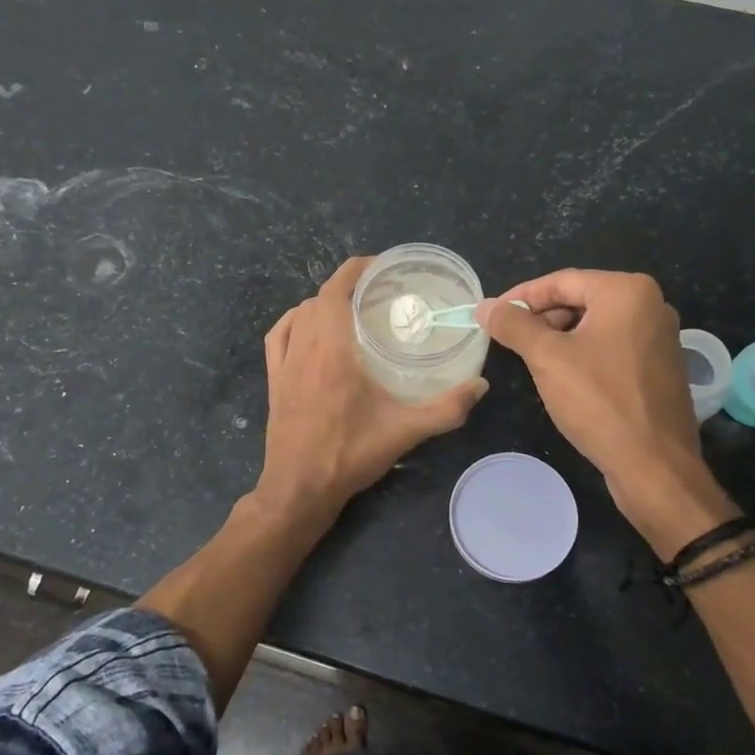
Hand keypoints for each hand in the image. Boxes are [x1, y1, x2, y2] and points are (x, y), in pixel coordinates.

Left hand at [255, 257, 485, 521]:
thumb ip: (446, 408)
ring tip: (350, 308)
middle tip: (378, 291)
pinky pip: (278, 337)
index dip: (356, 270)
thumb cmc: (350, 455)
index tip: (380, 266)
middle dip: (347, 285)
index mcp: (333, 351)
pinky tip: (307, 327)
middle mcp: (305, 349)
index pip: (336, 291)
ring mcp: (284, 364)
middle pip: (319, 298)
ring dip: (322, 302)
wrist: (299, 488)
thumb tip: (481, 385)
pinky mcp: (274, 381)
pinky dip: (293, 321)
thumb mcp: (405, 432)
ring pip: (298, 314)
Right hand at [478, 270, 736, 557]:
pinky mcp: (659, 367)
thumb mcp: (547, 358)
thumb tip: (485, 306)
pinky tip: (563, 378)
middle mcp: (650, 305)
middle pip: (580, 300)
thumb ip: (513, 325)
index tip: (491, 314)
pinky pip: (612, 347)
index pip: (561, 281)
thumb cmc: (599, 402)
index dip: (521, 297)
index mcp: (627, 291)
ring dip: (559, 338)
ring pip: (595, 325)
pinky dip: (583, 354)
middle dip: (541, 318)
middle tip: (508, 340)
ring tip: (530, 360)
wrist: (654, 466)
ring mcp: (659, 338)